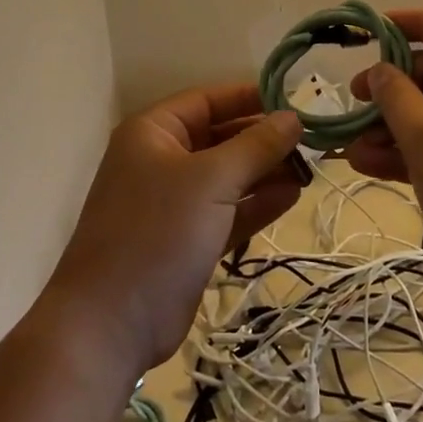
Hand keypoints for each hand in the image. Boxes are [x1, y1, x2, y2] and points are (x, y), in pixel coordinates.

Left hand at [44, 84, 303, 373]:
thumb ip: (256, 146)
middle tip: (311, 140)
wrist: (111, 324)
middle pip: (221, 137)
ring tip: (310, 169)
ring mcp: (174, 202)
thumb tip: (293, 117)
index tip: (294, 100)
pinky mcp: (188, 239)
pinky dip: (257, 202)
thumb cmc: (158, 231)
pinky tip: (292, 195)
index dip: (250, 97)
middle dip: (263, 139)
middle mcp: (162, 159)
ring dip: (266, 171)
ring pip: (228, 175)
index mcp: (154, 132)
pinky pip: (228, 209)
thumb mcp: (211, 180)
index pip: (208, 100)